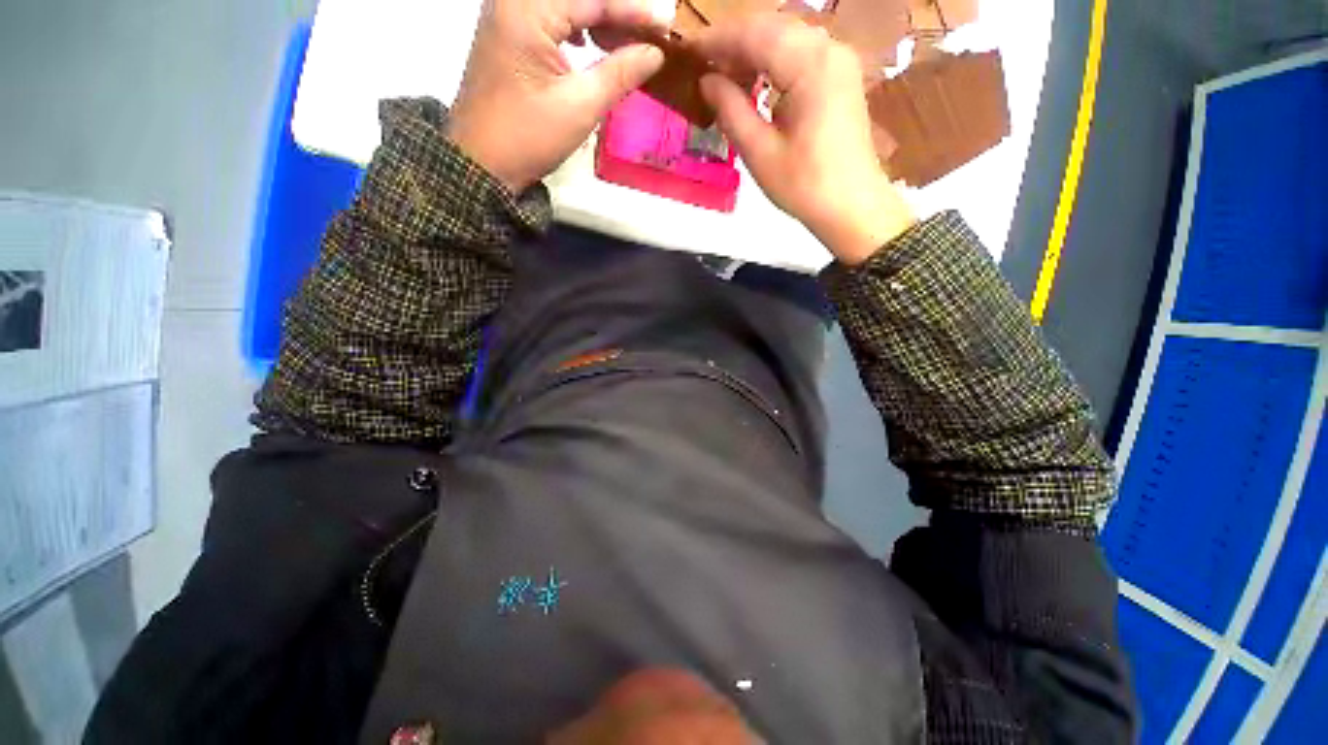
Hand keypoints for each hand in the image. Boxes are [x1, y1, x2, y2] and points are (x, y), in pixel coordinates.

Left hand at [448, 0, 669, 192]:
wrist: (481, 164)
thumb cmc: (528, 137)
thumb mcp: (580, 107)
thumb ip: (620, 73)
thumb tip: (654, 53)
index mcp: (527, 11)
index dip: (632, 11)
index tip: (665, 26)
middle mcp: (511, 2)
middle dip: (614, 12)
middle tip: (647, 35)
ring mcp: (504, 16)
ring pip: (562, 5)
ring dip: (595, 17)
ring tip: (623, 41)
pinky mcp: (505, 35)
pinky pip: (547, 17)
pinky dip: (573, 25)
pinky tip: (587, 43)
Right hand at [691, 14, 915, 264]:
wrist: (851, 206)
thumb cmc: (804, 186)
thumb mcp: (759, 153)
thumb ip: (730, 110)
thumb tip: (706, 81)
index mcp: (809, 65)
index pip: (755, 33)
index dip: (717, 39)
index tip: (688, 52)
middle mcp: (828, 49)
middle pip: (772, 27)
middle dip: (734, 42)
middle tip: (704, 67)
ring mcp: (839, 60)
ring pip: (787, 36)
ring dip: (753, 51)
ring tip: (725, 78)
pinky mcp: (841, 76)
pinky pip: (801, 53)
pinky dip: (774, 61)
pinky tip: (756, 83)